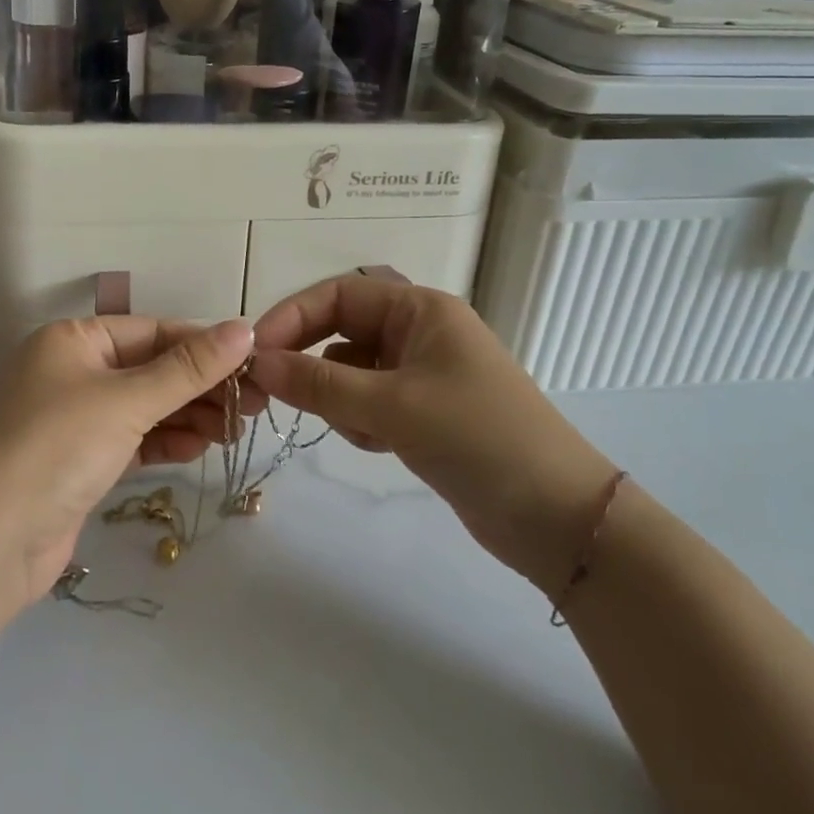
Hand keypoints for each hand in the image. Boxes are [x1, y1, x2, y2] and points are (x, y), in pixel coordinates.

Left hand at [0, 315, 252, 607]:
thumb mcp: (127, 400)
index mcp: (74, 340)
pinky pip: (134, 440)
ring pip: (146, 407)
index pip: (152, 331)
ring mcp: (76, 419)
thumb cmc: (57, 446)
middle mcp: (73, 372)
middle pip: (152, 369)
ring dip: (190, 415)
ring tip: (236, 429)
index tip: (253, 360)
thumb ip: (189, 368)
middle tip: (256, 403)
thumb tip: (244, 328)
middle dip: (202, 385)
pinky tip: (200, 447)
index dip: (203, 344)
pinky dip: (166, 441)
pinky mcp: (82, 462)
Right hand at [247, 275, 616, 594]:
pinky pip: (369, 402)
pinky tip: (378, 446)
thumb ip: (319, 383)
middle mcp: (420, 332)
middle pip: (342, 331)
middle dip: (308, 359)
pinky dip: (360, 420)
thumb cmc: (477, 438)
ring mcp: (423, 374)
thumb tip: (259, 363)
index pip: (338, 295)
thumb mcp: (392, 406)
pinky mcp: (424, 412)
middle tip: (269, 391)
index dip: (292, 316)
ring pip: (351, 370)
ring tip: (360, 430)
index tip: (254, 352)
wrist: (558, 518)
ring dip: (338, 396)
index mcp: (420, 309)